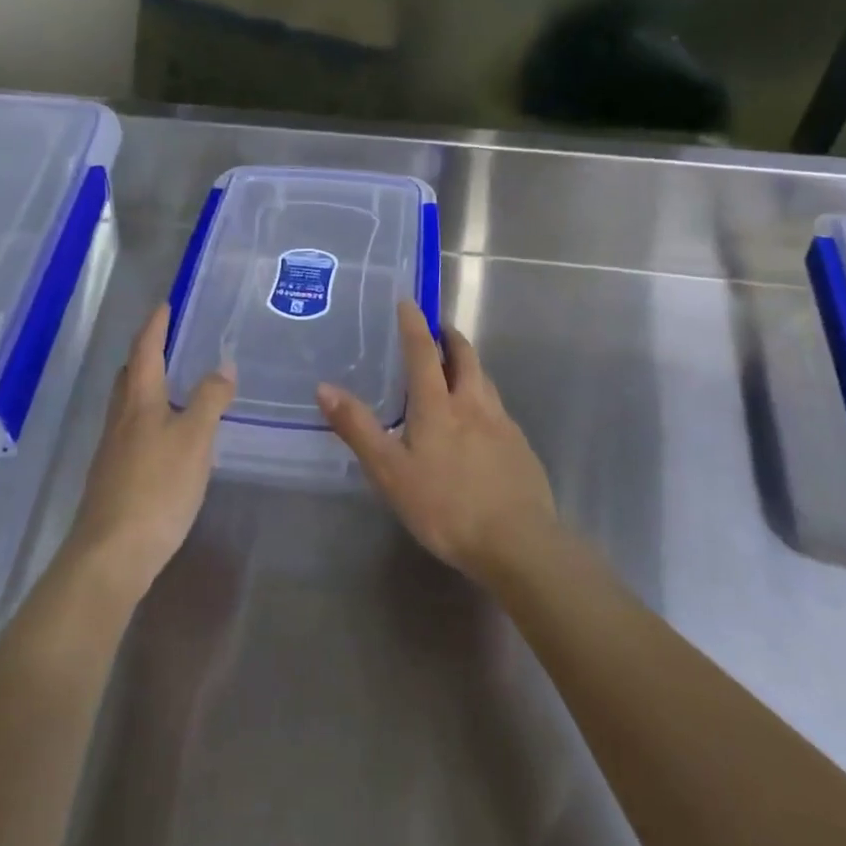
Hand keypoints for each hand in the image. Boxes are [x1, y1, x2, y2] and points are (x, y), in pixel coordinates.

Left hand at [66, 305, 235, 602]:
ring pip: (128, 405)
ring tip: (173, 385)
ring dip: (147, 386)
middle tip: (168, 341)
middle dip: (146, 354)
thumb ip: (209, 400)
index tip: (164, 305)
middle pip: (130, 376)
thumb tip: (223, 366)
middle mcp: (121, 419)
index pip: (145, 351)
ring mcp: (113, 450)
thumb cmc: (157, 487)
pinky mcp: (113, 477)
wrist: (112, 553)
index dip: (155, 326)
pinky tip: (166, 437)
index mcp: (139, 402)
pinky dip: (149, 418)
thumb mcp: (195, 439)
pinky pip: (132, 432)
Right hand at [316, 301, 556, 584]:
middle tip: (437, 329)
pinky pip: (499, 409)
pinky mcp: (520, 447)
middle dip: (450, 336)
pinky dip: (484, 398)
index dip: (414, 324)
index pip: (423, 352)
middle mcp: (473, 404)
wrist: (518, 542)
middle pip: (465, 356)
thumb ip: (358, 429)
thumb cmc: (445, 506)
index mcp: (439, 405)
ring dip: (469, 364)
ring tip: (456, 369)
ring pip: (485, 380)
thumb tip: (324, 388)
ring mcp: (502, 424)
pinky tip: (479, 422)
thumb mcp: (390, 472)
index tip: (409, 302)